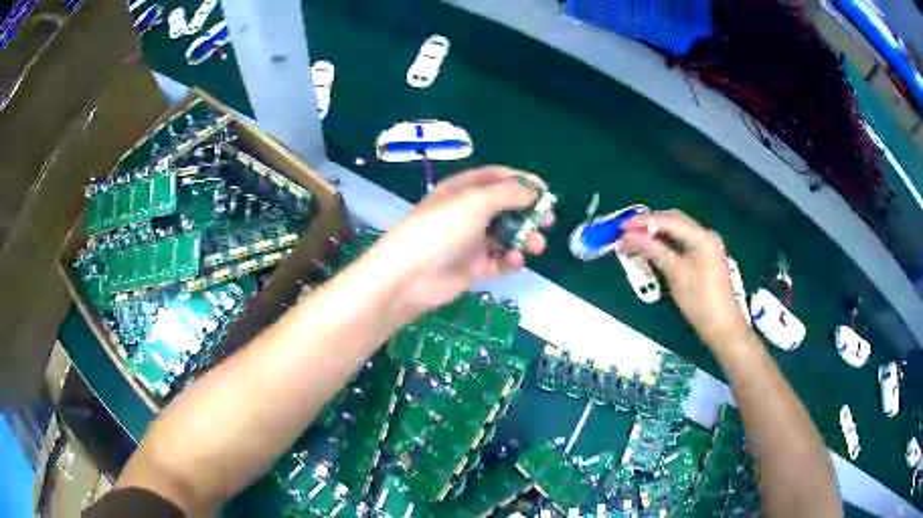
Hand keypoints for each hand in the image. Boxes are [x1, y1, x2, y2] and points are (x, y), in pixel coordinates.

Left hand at [362, 166, 552, 321]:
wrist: (410, 277)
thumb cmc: (441, 229)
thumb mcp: (476, 202)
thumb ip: (509, 194)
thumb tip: (535, 191)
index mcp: (463, 189)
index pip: (497, 178)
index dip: (522, 182)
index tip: (546, 192)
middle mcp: (467, 212)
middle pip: (506, 207)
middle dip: (528, 213)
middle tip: (548, 221)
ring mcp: (470, 240)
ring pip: (506, 235)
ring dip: (524, 238)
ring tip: (536, 246)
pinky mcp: (472, 266)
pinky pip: (499, 260)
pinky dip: (510, 260)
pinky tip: (515, 261)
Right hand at [620, 210, 749, 349]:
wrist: (722, 326)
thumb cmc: (700, 301)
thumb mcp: (675, 273)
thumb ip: (653, 250)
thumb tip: (628, 237)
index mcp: (702, 237)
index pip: (669, 220)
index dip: (644, 221)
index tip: (622, 227)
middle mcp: (705, 235)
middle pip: (674, 221)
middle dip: (649, 224)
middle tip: (626, 232)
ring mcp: (706, 245)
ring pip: (677, 231)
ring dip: (656, 233)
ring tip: (635, 240)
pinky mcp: (704, 256)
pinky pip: (681, 242)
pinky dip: (665, 243)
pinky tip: (652, 249)